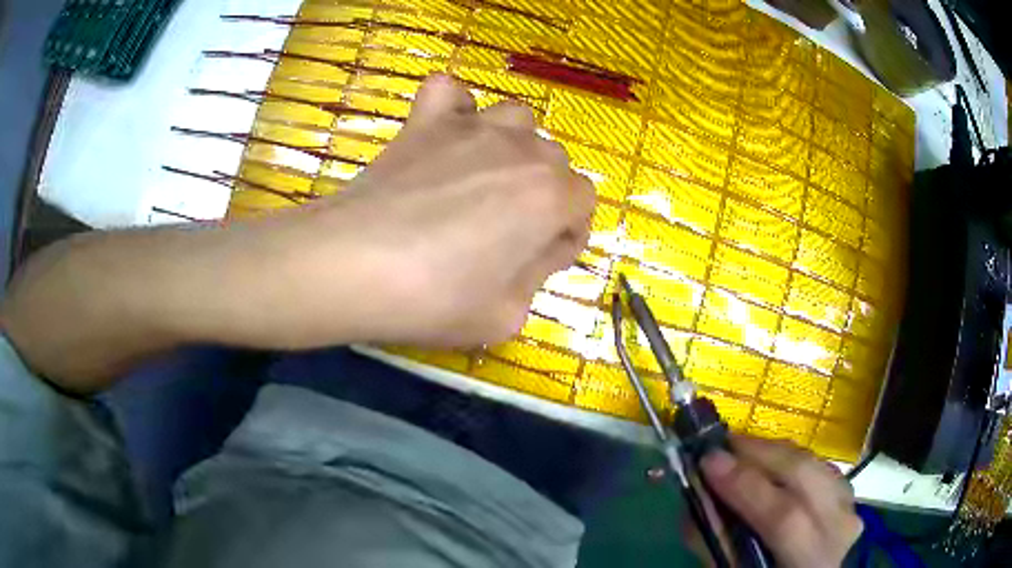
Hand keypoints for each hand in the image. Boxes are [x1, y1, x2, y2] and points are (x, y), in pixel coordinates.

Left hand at [236, 73, 595, 347]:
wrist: (353, 266)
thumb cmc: (434, 299)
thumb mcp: (507, 317)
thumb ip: (536, 279)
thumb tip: (534, 252)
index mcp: (550, 196)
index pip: (584, 204)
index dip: (566, 234)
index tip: (537, 261)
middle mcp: (521, 149)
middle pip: (553, 160)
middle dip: (543, 194)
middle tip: (505, 232)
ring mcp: (471, 127)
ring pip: (516, 119)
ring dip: (512, 146)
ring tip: (483, 178)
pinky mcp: (425, 121)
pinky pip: (450, 91)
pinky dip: (454, 107)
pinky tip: (445, 134)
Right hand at [700, 436, 862, 567]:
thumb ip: (718, 542)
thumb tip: (698, 497)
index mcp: (812, 560)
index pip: (784, 518)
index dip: (746, 487)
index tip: (709, 462)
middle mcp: (839, 528)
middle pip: (805, 477)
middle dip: (760, 455)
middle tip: (721, 445)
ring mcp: (848, 506)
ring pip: (813, 464)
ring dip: (774, 452)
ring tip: (741, 448)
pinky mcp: (847, 493)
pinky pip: (817, 465)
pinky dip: (790, 459)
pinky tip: (770, 461)